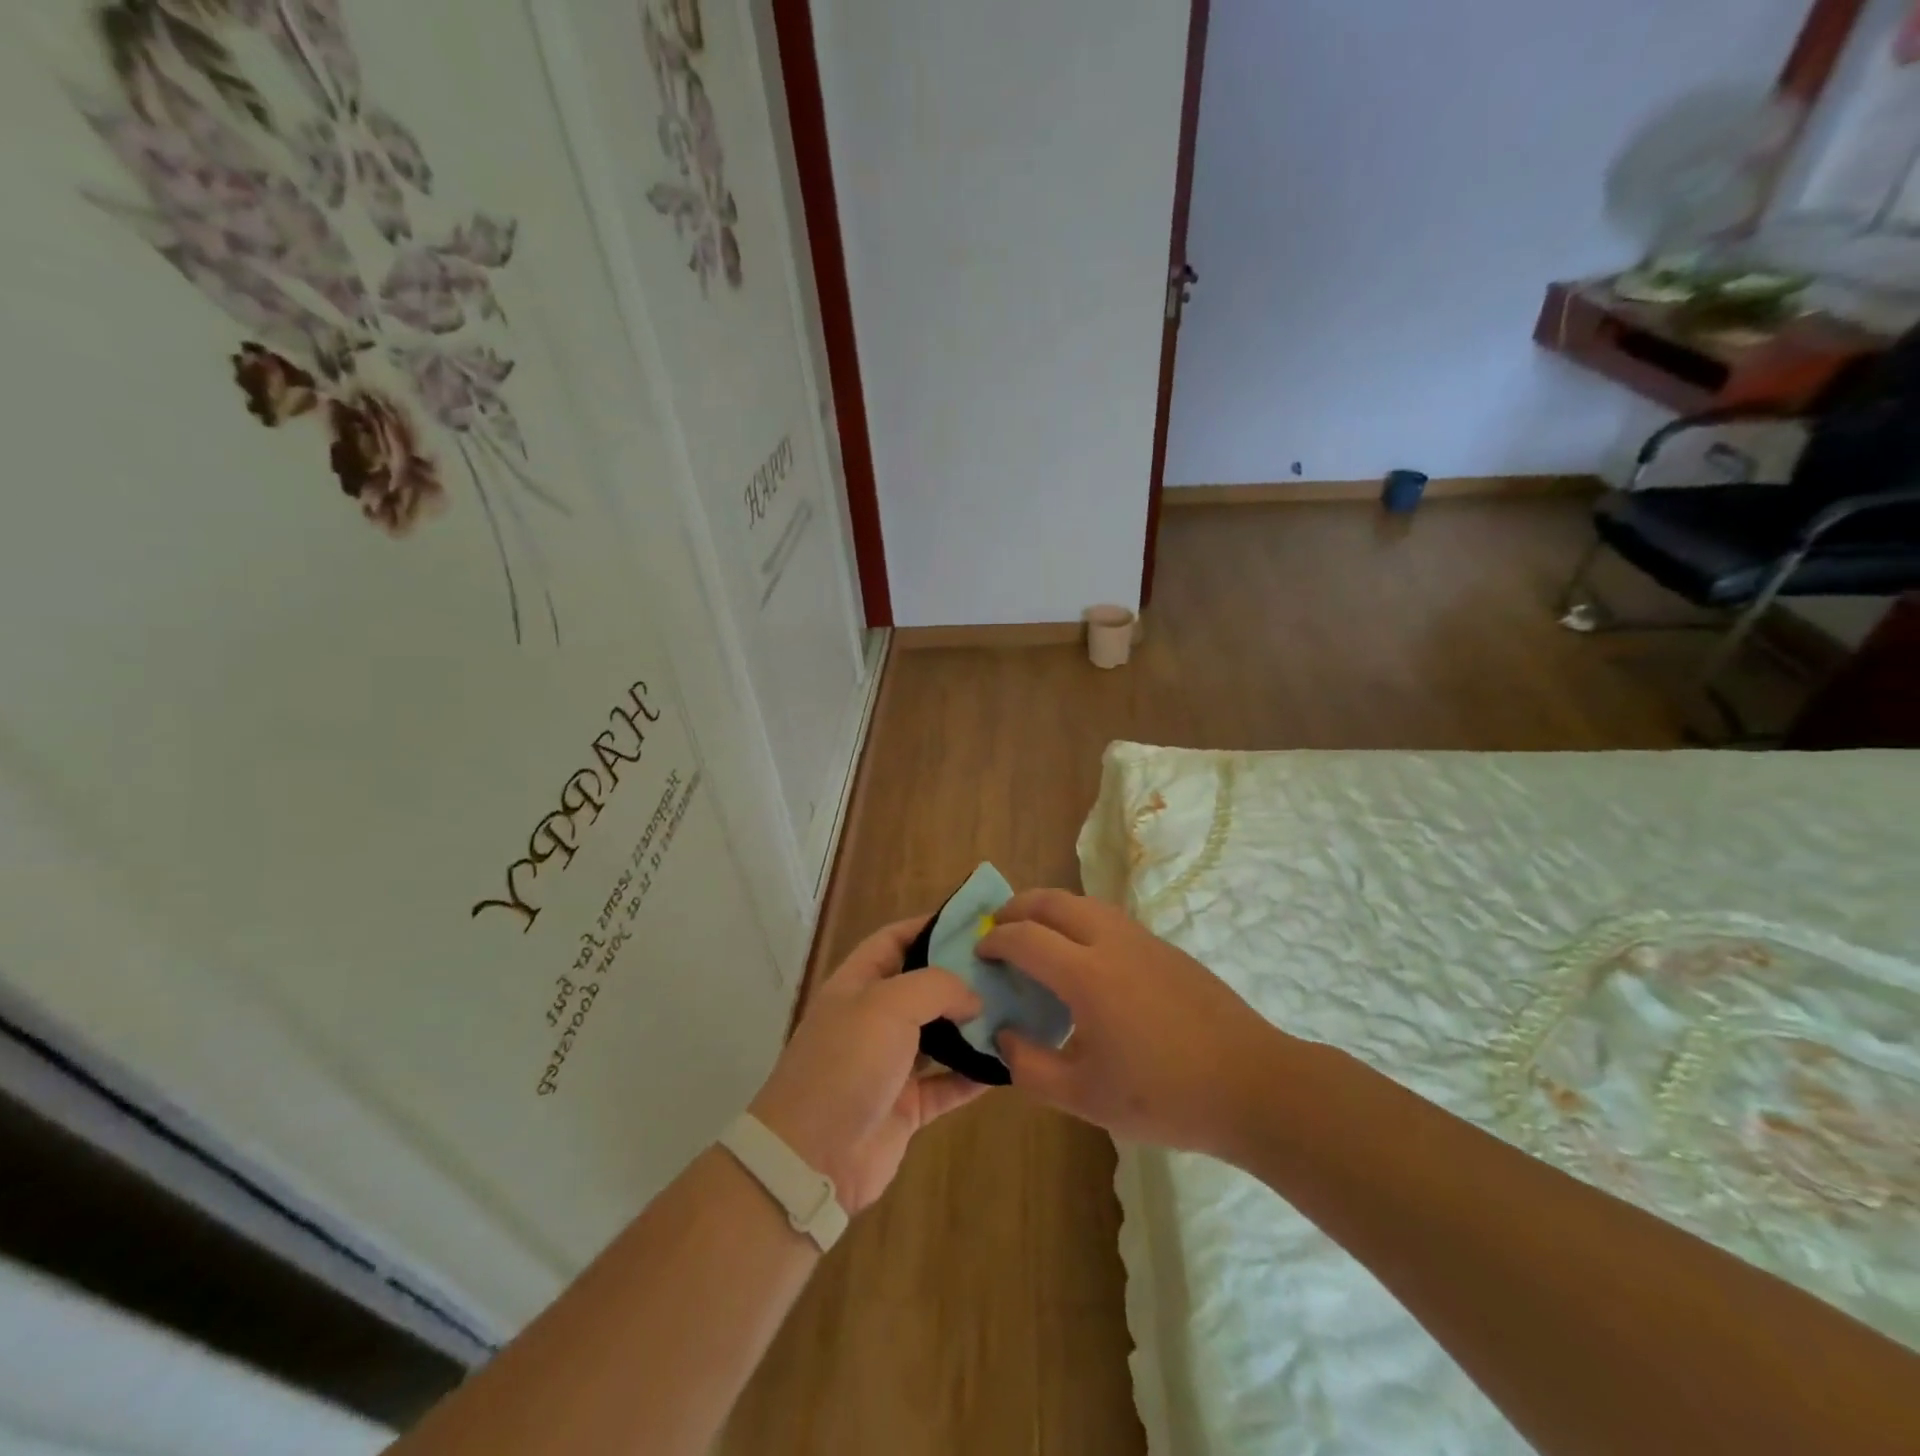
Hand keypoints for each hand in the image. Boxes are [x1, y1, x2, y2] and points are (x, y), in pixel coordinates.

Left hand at [749, 917, 989, 1215]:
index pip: (894, 940)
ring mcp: (889, 1064)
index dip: (929, 926)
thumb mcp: (888, 1005)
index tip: (975, 923)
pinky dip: (974, 1075)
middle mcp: (873, 1019)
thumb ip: (937, 987)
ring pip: (938, 1035)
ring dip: (972, 1025)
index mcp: (857, 984)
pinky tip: (1008, 1064)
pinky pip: (947, 1083)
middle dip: (960, 976)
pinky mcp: (906, 1106)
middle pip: (921, 986)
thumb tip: (974, 997)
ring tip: (1016, 1010)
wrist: (812, 1158)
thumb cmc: (846, 1064)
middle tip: (1007, 968)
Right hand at [979, 889, 1287, 1156]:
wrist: (1252, 1085)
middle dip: (1017, 907)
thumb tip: (1005, 1035)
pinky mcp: (1165, 948)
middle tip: (998, 929)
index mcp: (1086, 974)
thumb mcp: (1085, 1098)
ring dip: (1050, 910)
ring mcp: (1143, 939)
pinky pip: (1109, 918)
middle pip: (1052, 900)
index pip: (1025, 937)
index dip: (995, 941)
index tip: (979, 953)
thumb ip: (1031, 1068)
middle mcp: (1111, 941)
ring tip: (1035, 937)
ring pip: (1084, 903)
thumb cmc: (1164, 1097)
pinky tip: (1082, 959)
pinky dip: (1079, 921)